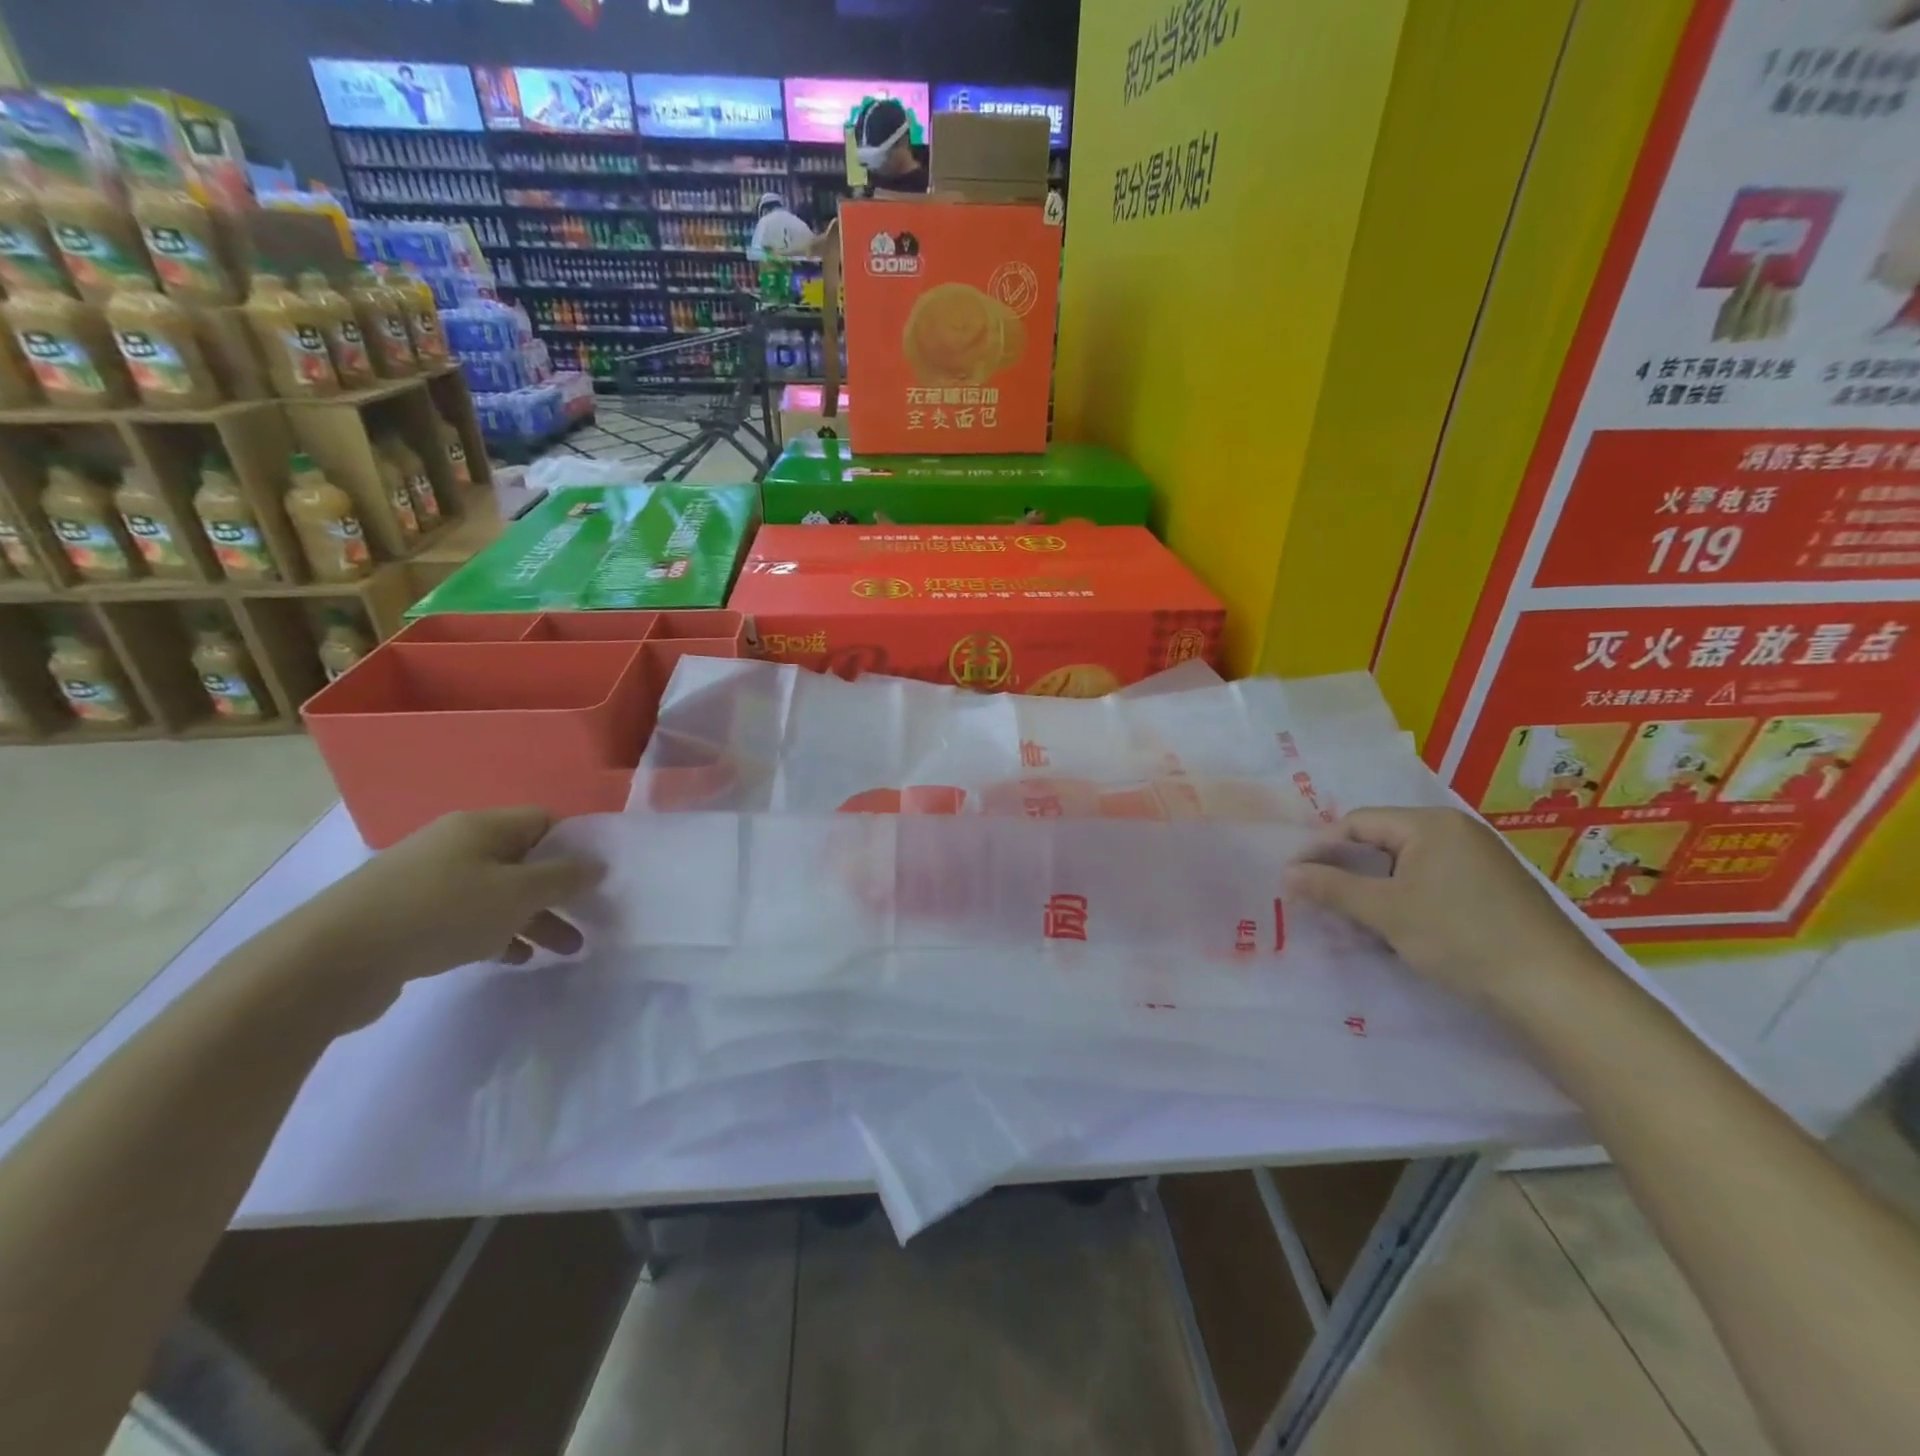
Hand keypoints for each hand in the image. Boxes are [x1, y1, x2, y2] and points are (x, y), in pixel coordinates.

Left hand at [290, 808, 602, 1027]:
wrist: (331, 960)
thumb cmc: (440, 913)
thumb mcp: (516, 893)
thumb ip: (563, 878)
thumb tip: (597, 864)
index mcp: (482, 826)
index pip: (546, 821)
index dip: (577, 846)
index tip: (598, 878)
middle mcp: (457, 844)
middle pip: (525, 860)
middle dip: (559, 892)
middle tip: (588, 920)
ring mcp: (430, 880)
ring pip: (499, 893)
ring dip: (534, 918)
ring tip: (561, 950)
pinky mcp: (410, 915)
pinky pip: (469, 917)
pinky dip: (497, 933)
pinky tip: (512, 959)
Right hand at [1285, 807, 1606, 1014]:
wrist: (1557, 993)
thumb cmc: (1462, 938)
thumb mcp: (1385, 912)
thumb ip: (1331, 888)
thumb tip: (1286, 873)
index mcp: (1432, 823)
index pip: (1357, 823)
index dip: (1320, 849)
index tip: (1294, 879)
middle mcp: (1457, 832)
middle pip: (1381, 843)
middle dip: (1346, 873)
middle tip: (1319, 903)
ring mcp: (1479, 862)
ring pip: (1405, 868)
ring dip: (1373, 892)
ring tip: (1352, 923)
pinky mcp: (1493, 892)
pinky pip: (1431, 885)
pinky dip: (1404, 903)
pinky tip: (1395, 933)